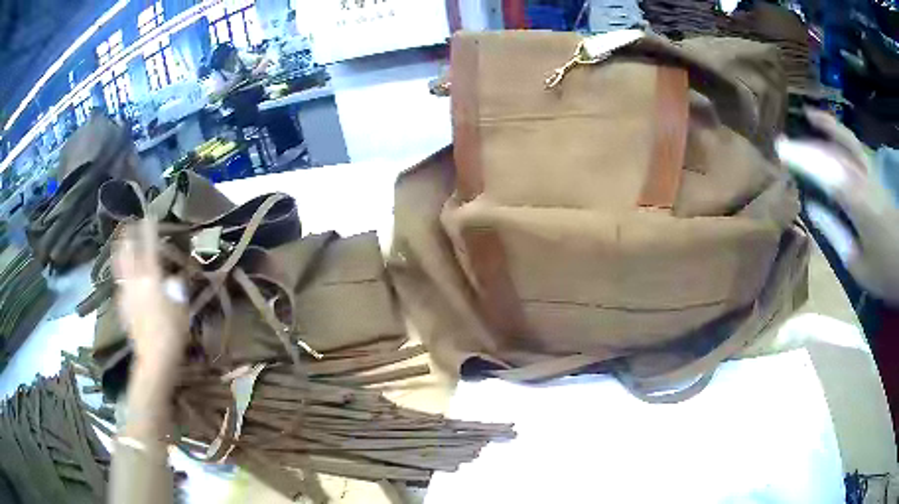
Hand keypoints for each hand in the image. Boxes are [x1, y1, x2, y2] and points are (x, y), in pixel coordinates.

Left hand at [113, 219, 188, 369]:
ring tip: (121, 244)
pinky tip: (125, 278)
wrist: (154, 357)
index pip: (149, 244)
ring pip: (119, 265)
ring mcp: (125, 292)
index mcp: (151, 276)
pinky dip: (122, 275)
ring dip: (120, 251)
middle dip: (128, 235)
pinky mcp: (121, 306)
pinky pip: (120, 283)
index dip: (149, 228)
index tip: (149, 214)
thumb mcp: (182, 306)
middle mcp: (135, 279)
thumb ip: (177, 286)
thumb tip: (175, 276)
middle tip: (129, 225)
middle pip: (126, 250)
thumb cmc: (172, 331)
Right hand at [777, 109, 898, 304]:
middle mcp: (863, 178)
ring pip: (847, 141)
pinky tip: (833, 132)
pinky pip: (855, 146)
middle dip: (808, 145)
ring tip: (810, 115)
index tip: (780, 150)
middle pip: (834, 153)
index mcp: (858, 202)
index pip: (826, 172)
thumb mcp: (858, 265)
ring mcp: (870, 172)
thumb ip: (836, 233)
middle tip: (783, 141)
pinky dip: (841, 134)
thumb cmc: (883, 269)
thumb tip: (812, 208)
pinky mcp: (875, 174)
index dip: (803, 158)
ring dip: (827, 127)